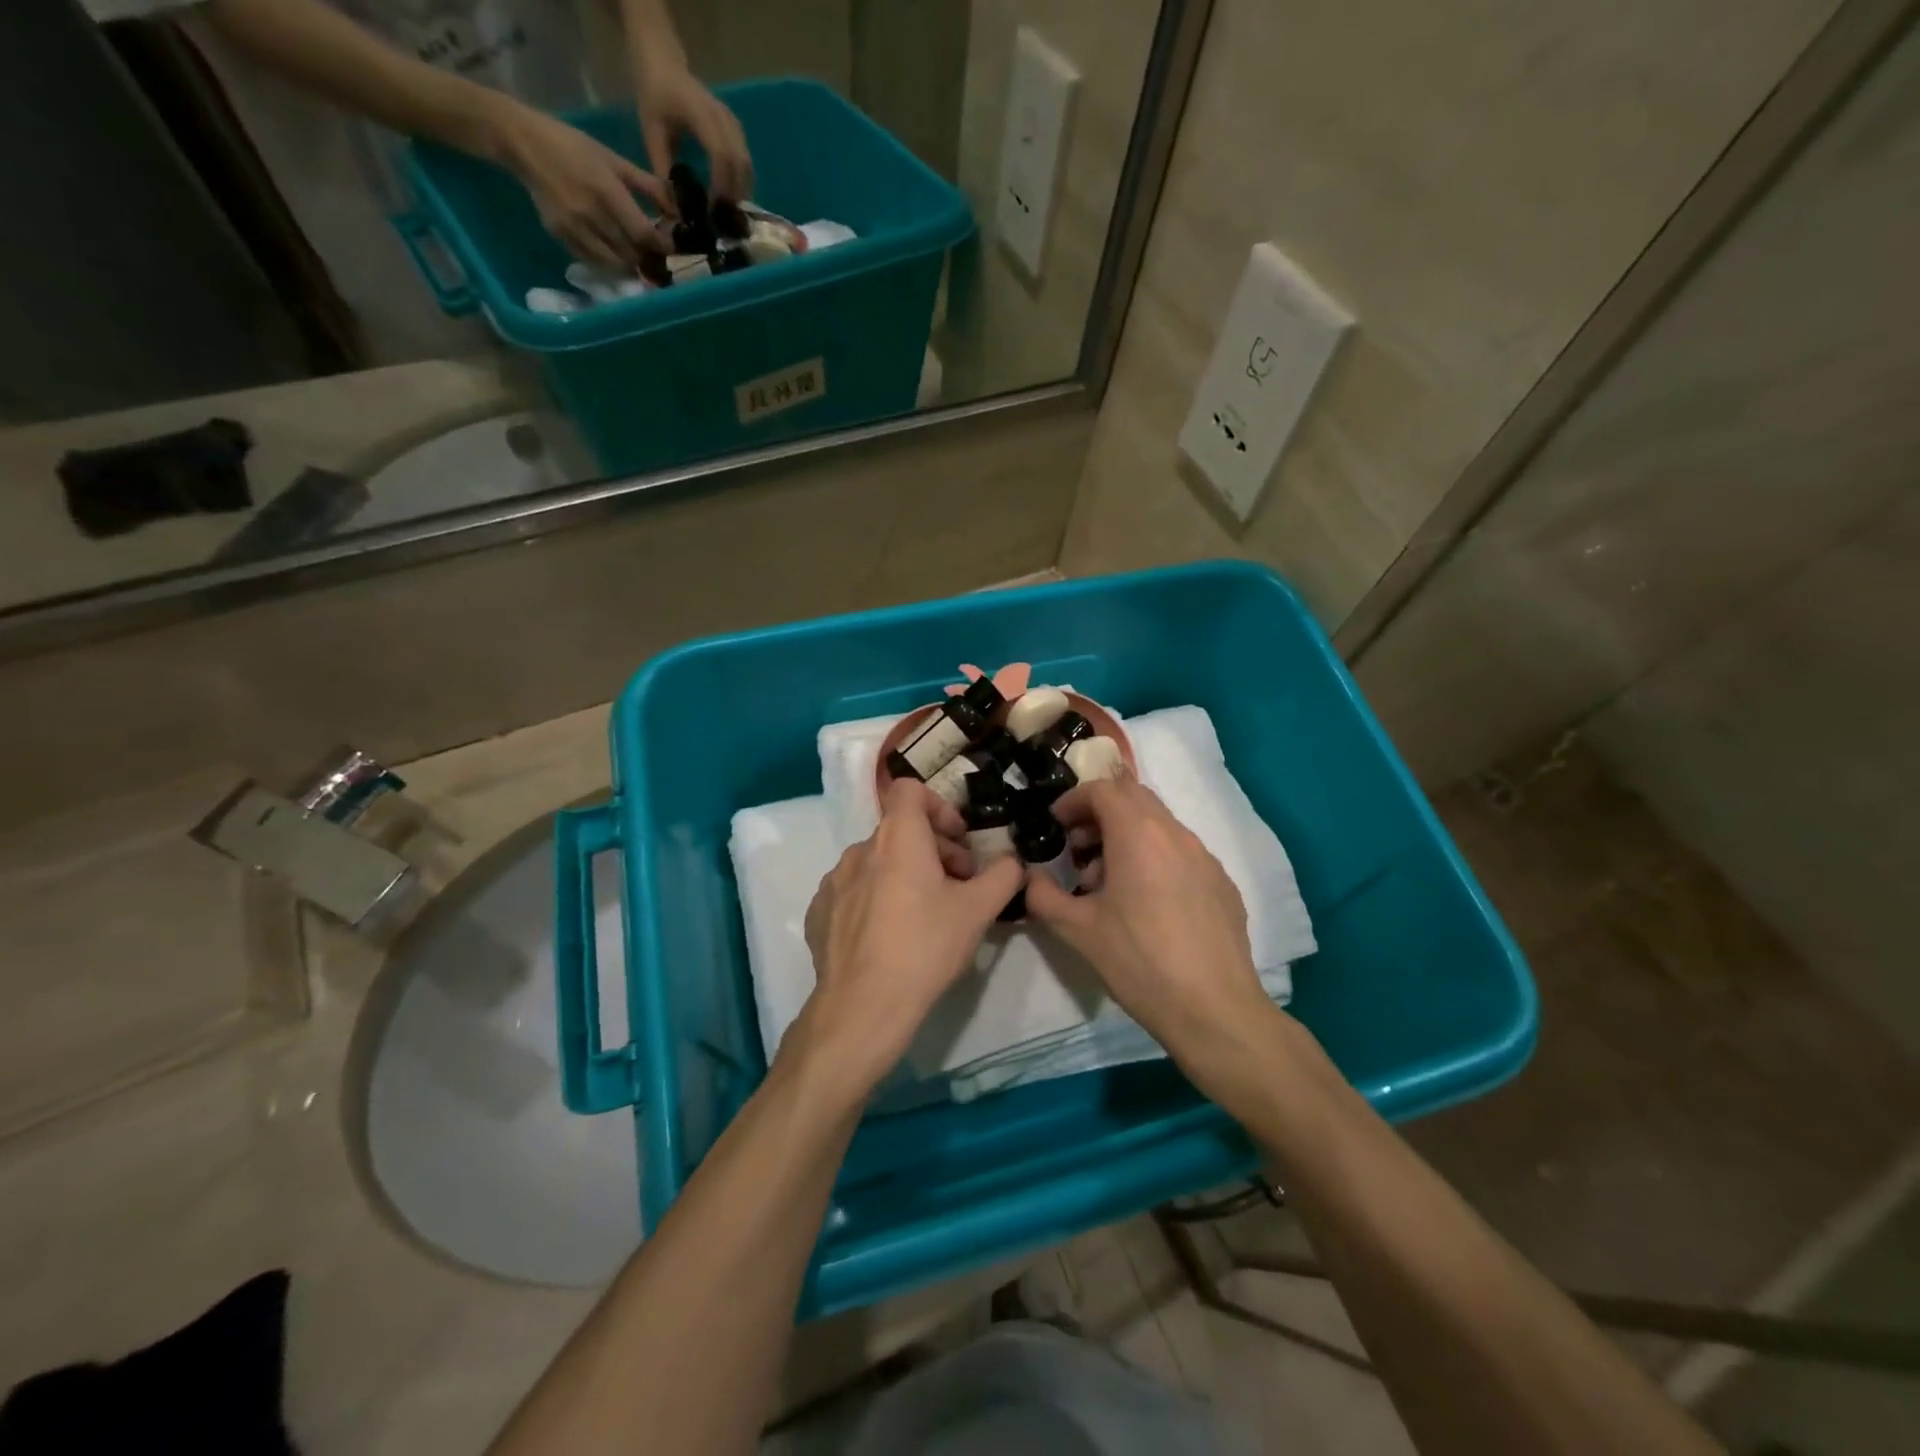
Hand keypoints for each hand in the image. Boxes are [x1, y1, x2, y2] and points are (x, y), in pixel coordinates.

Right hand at [490, 100, 671, 264]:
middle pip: (632, 253)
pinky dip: (611, 263)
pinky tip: (616, 254)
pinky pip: (595, 262)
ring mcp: (575, 228)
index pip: (644, 234)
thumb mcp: (613, 159)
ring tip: (639, 257)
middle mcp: (591, 214)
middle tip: (658, 255)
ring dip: (632, 264)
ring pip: (616, 264)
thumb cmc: (572, 146)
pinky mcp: (561, 236)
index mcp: (607, 191)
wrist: (521, 142)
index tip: (671, 246)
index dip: (662, 246)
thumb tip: (677, 211)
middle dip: (650, 258)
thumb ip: (647, 186)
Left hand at [636, 60, 752, 199]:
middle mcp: (722, 117)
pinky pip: (745, 162)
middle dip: (733, 195)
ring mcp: (733, 123)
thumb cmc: (654, 96)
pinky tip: (730, 198)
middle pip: (739, 163)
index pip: (720, 153)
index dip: (720, 184)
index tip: (712, 209)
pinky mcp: (737, 131)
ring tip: (726, 213)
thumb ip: (663, 171)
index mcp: (698, 112)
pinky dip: (741, 183)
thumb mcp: (651, 133)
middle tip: (722, 220)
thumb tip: (676, 210)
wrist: (664, 63)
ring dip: (740, 192)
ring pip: (746, 165)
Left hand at [795, 780, 1024, 1092]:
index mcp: (897, 838)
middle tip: (958, 886)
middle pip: (900, 831)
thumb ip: (1004, 875)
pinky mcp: (818, 913)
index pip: (910, 790)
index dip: (939, 807)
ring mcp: (833, 882)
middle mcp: (859, 850)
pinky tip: (889, 937)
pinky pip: (853, 892)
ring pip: (876, 863)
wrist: (864, 1006)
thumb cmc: (925, 947)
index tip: (959, 841)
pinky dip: (875, 900)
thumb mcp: (978, 911)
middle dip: (934, 850)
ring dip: (903, 875)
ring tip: (923, 915)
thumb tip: (1013, 861)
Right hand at [1024, 778, 1274, 1064]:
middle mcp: (1176, 834)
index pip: (1103, 789)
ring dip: (1127, 836)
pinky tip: (1145, 904)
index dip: (1074, 800)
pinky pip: (1181, 853)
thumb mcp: (1077, 930)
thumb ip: (1042, 894)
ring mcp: (1205, 857)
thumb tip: (1029, 876)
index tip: (1056, 824)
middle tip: (1077, 848)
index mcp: (1139, 835)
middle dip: (1100, 813)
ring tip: (1107, 882)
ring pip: (1159, 825)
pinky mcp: (1222, 883)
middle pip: (1134, 797)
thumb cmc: (1139, 962)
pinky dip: (1155, 858)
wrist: (1214, 1010)